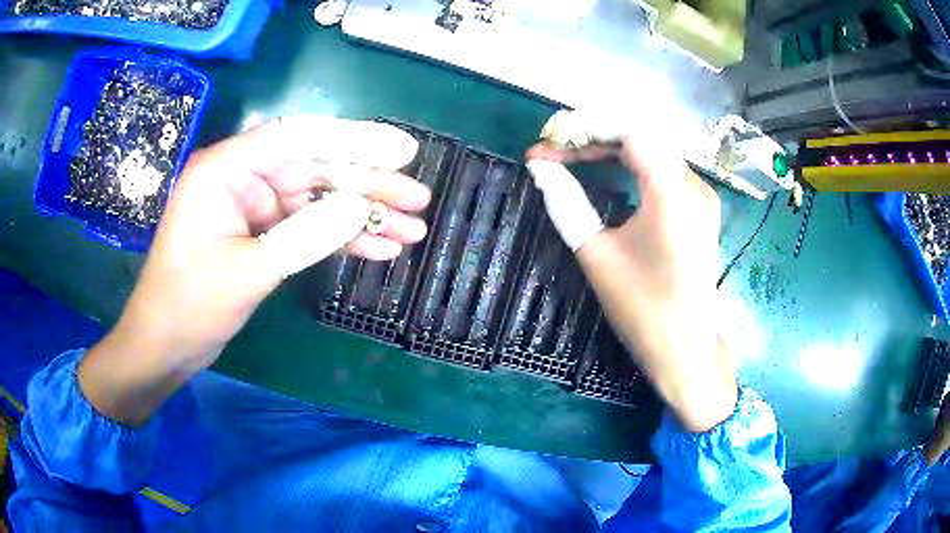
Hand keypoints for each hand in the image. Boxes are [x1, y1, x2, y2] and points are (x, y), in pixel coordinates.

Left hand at [79, 116, 430, 424]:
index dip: (355, 140)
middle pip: (315, 169)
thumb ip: (304, 235)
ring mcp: (253, 208)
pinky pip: (307, 229)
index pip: (298, 138)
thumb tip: (358, 208)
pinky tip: (378, 250)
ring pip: (318, 201)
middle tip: (418, 199)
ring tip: (411, 230)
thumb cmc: (189, 306)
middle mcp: (242, 178)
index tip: (403, 150)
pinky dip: (341, 240)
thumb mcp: (247, 271)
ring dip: (362, 217)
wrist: (164, 347)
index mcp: (226, 170)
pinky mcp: (260, 235)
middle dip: (368, 185)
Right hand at [526, 126, 735, 431]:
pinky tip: (607, 175)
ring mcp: (701, 196)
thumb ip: (566, 203)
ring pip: (652, 153)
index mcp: (672, 192)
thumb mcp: (597, 254)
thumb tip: (539, 168)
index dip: (586, 130)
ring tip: (572, 161)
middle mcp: (694, 184)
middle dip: (594, 140)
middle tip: (554, 155)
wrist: (685, 348)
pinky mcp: (701, 210)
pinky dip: (632, 167)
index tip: (550, 143)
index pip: (629, 133)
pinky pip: (663, 172)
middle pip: (641, 140)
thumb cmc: (642, 307)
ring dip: (611, 151)